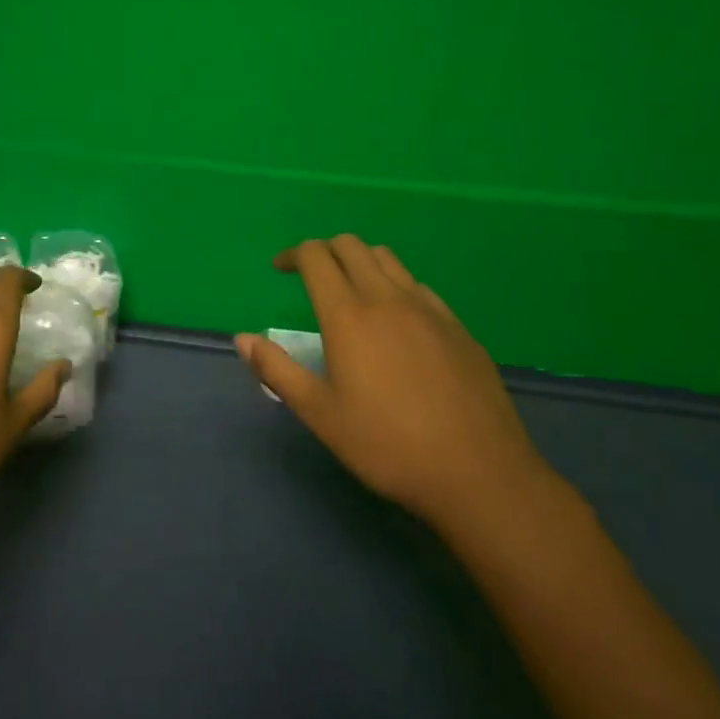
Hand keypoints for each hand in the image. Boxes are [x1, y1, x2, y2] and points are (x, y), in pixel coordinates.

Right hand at [237, 235, 550, 525]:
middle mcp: (387, 298)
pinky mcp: (457, 326)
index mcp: (348, 315)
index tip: (280, 269)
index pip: (316, 257)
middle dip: (324, 250)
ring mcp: (428, 308)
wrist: (478, 472)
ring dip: (360, 261)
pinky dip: (395, 285)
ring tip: (351, 292)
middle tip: (311, 275)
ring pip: (388, 259)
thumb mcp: (320, 414)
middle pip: (351, 246)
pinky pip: (418, 286)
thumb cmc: (387, 445)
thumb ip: (277, 371)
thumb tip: (242, 338)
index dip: (293, 255)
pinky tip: (397, 321)